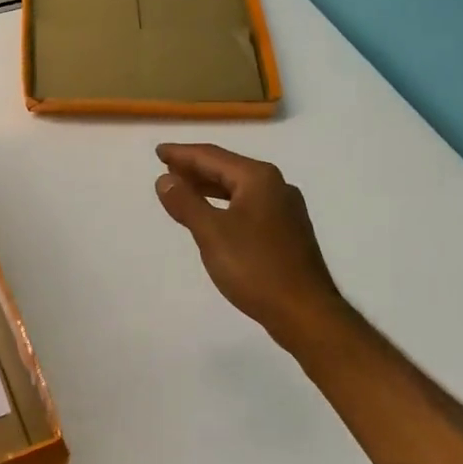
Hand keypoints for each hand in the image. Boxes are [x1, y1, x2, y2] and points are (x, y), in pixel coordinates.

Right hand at [154, 143, 353, 354]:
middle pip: (228, 168)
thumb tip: (165, 178)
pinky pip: (248, 206)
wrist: (304, 311)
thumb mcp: (212, 233)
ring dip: (209, 187)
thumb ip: (186, 203)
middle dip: (195, 168)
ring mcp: (285, 210)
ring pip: (239, 188)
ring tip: (182, 189)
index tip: (158, 151)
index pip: (212, 156)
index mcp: (259, 179)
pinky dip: (224, 204)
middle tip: (166, 167)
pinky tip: (213, 216)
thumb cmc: (256, 268)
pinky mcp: (286, 232)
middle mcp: (276, 186)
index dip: (182, 154)